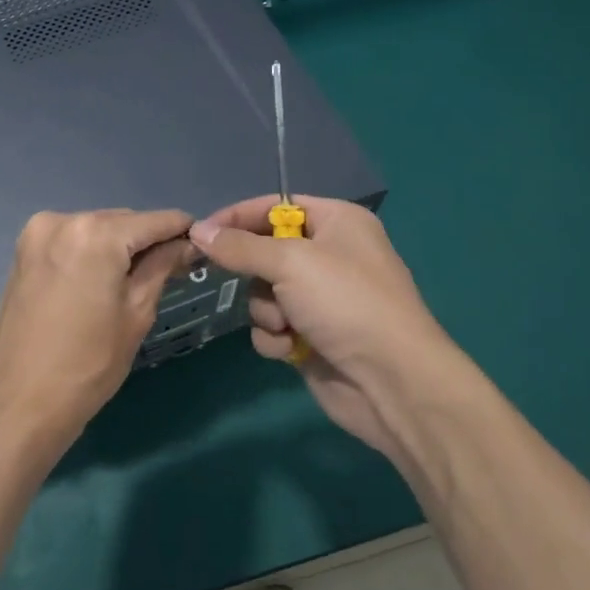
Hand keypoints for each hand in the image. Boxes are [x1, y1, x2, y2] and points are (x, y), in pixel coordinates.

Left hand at [0, 208, 195, 462]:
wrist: (18, 404)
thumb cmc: (88, 365)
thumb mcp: (136, 314)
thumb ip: (162, 267)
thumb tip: (187, 244)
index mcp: (94, 233)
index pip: (153, 220)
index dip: (182, 230)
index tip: (202, 244)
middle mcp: (63, 220)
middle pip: (122, 221)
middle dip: (148, 240)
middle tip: (174, 267)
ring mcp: (37, 234)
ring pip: (95, 229)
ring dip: (118, 246)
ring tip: (137, 279)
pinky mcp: (23, 251)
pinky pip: (71, 240)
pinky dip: (91, 252)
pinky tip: (102, 280)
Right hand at [188, 196, 476, 462]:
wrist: (392, 383)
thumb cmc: (346, 303)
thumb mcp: (290, 262)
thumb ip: (239, 246)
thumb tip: (197, 230)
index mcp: (337, 222)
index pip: (275, 206)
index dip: (238, 217)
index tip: (201, 232)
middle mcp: (330, 255)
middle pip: (264, 252)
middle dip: (257, 275)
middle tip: (257, 283)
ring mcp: (321, 299)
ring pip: (263, 292)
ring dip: (266, 310)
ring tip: (285, 324)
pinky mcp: (312, 336)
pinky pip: (273, 326)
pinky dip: (275, 337)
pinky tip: (291, 349)